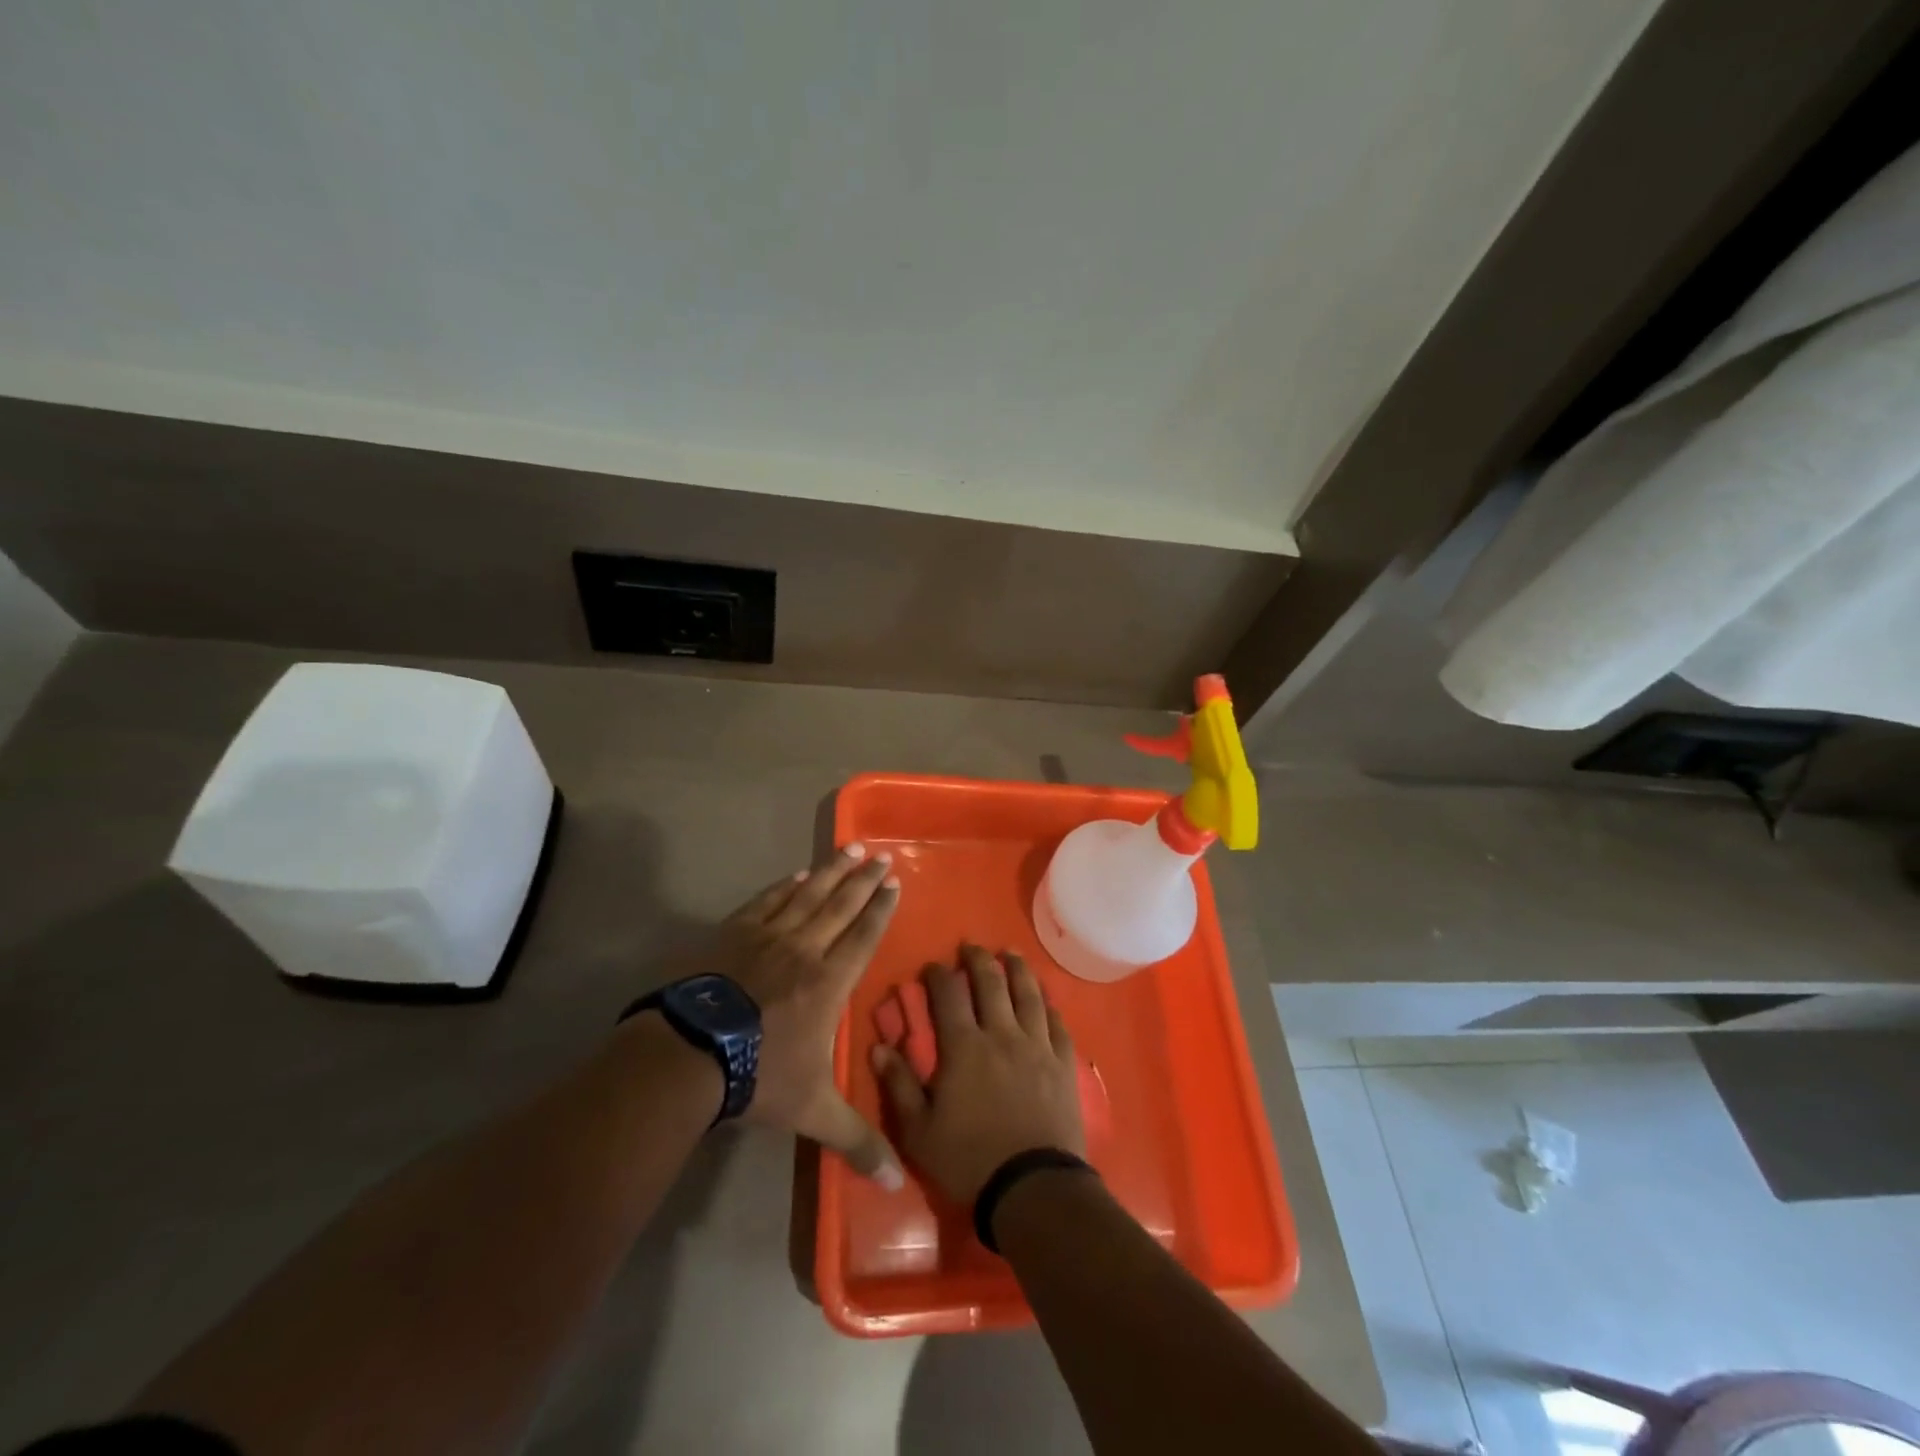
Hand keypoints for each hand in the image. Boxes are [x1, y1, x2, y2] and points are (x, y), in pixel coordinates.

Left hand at [686, 844, 904, 1186]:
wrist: (690, 1055)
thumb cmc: (759, 1076)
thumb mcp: (813, 1110)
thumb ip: (856, 1139)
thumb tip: (897, 1184)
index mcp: (829, 981)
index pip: (863, 936)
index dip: (880, 908)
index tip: (894, 882)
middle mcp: (805, 949)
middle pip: (841, 906)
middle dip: (863, 880)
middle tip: (880, 856)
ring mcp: (767, 936)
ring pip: (808, 895)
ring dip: (831, 871)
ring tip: (850, 848)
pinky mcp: (734, 933)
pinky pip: (768, 901)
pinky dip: (786, 886)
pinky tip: (797, 875)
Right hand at [871, 945, 1085, 1204]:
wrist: (1034, 1187)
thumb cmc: (969, 1161)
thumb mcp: (919, 1132)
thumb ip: (899, 1085)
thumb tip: (879, 1046)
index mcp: (964, 1046)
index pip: (948, 996)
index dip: (938, 975)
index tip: (932, 966)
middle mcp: (1002, 1034)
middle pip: (991, 983)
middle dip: (978, 959)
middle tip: (971, 946)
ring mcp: (1037, 1046)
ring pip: (1028, 994)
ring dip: (1018, 969)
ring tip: (1012, 954)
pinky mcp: (1063, 1063)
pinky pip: (1057, 1024)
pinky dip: (1050, 1006)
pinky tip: (1046, 999)